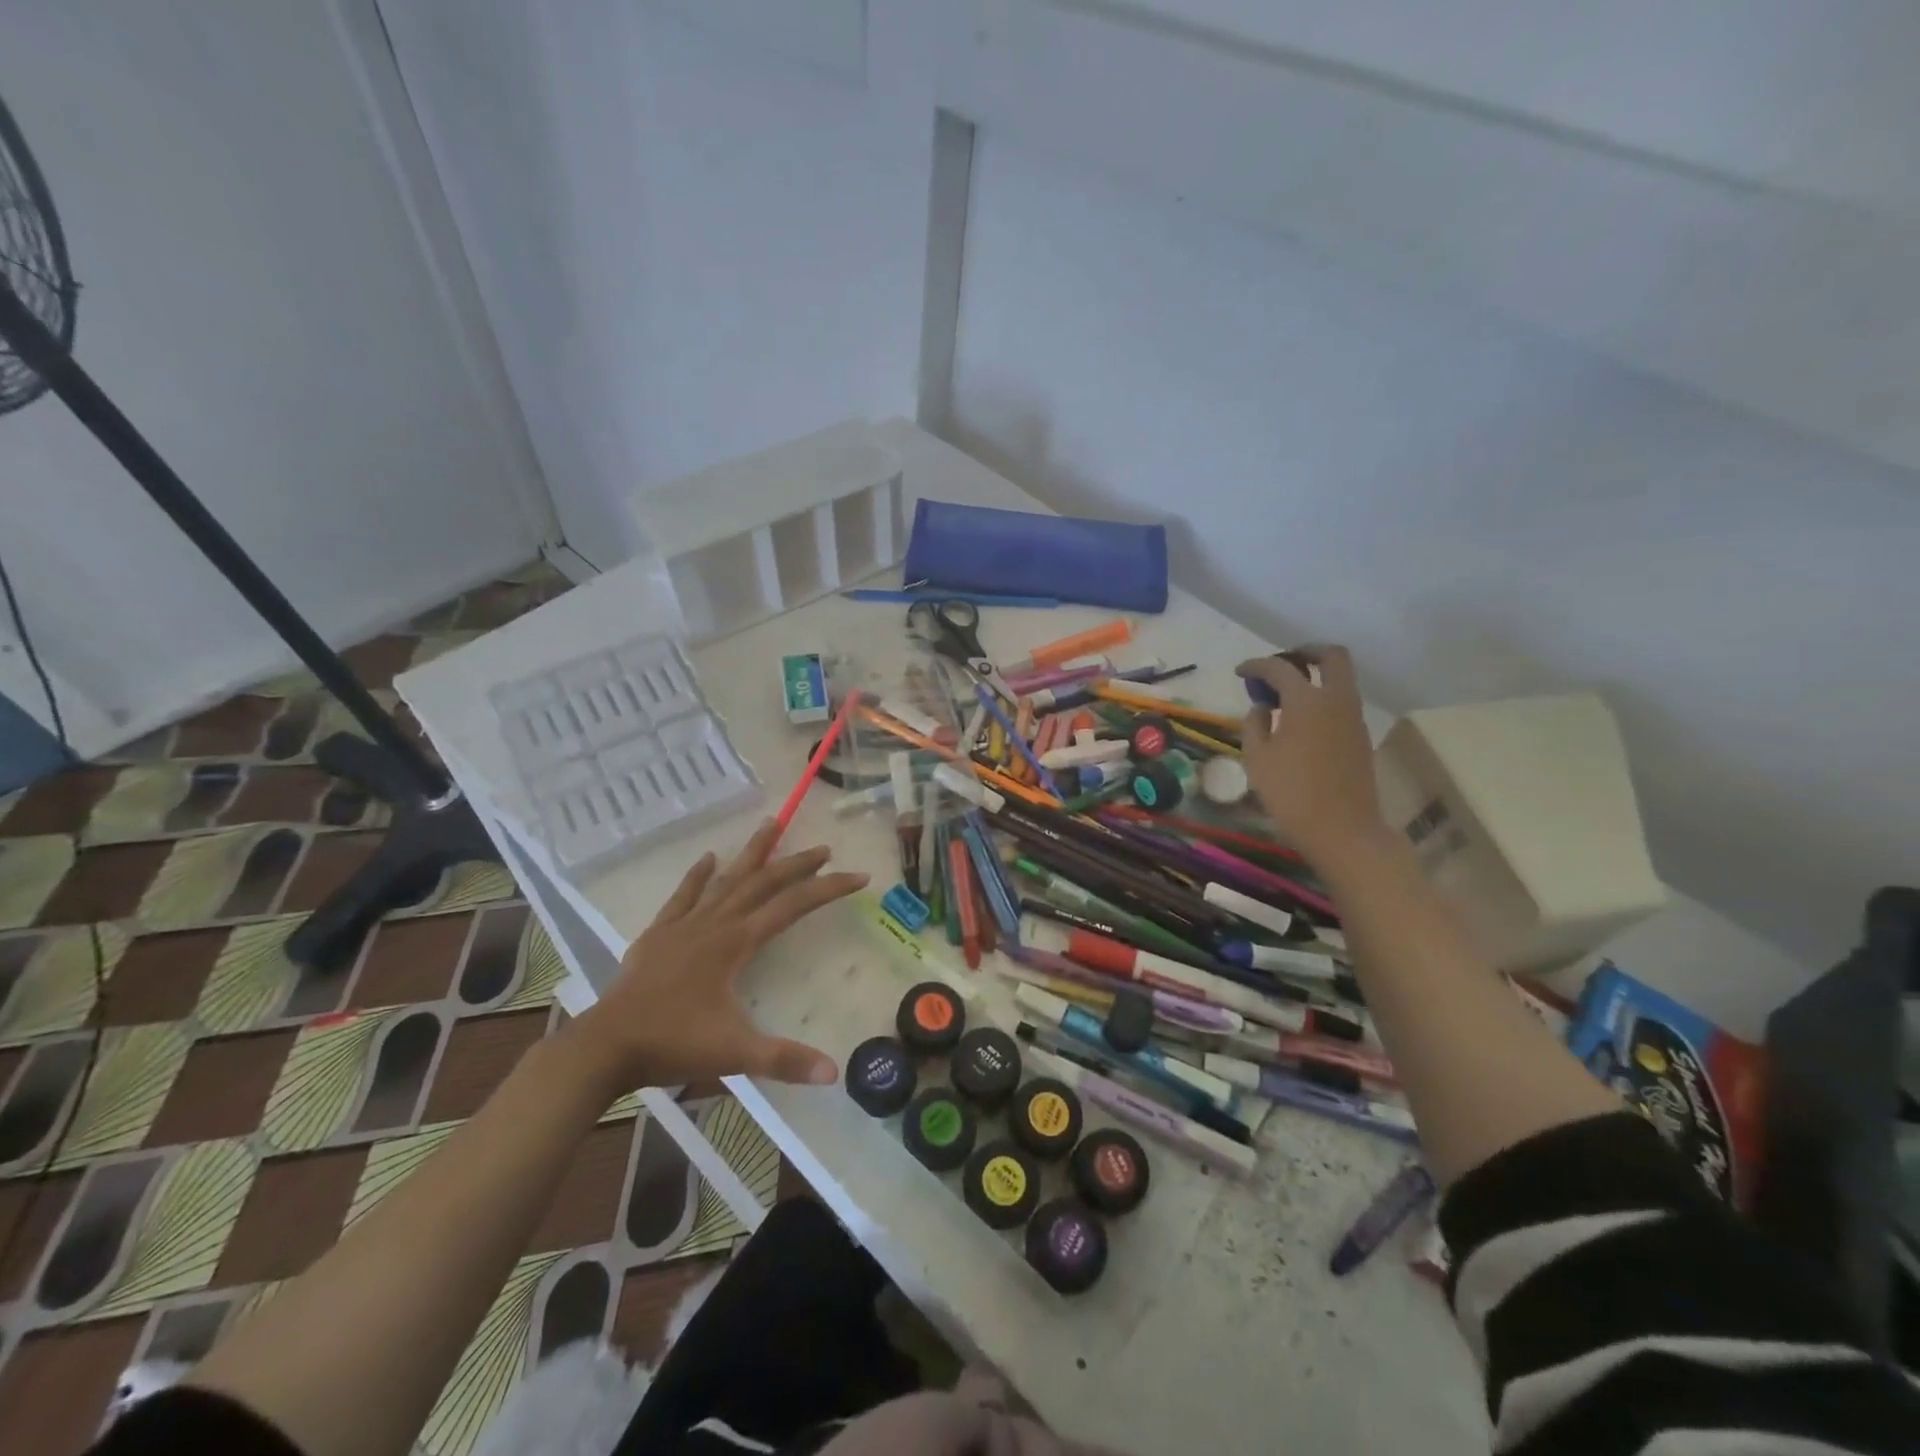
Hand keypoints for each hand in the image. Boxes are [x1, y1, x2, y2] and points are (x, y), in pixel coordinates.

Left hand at [567, 818, 867, 1094]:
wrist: (606, 1045)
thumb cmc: (674, 1044)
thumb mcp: (735, 1053)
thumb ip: (785, 1060)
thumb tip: (834, 1073)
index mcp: (737, 943)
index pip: (793, 906)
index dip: (828, 889)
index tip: (858, 877)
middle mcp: (715, 923)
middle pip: (763, 883)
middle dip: (796, 864)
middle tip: (823, 848)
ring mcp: (685, 925)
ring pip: (726, 879)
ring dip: (752, 854)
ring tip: (771, 824)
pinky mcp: (659, 934)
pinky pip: (684, 896)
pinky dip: (698, 876)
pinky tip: (708, 858)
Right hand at [1236, 646, 1387, 868]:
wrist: (1343, 830)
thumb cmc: (1291, 793)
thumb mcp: (1257, 758)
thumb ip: (1254, 724)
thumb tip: (1262, 708)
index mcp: (1306, 700)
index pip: (1279, 668)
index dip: (1256, 665)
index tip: (1240, 672)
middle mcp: (1336, 700)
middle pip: (1331, 656)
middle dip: (1305, 652)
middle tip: (1282, 664)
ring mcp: (1354, 718)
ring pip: (1341, 679)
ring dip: (1316, 676)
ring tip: (1286, 695)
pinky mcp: (1361, 737)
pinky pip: (1343, 702)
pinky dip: (1323, 699)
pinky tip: (1301, 721)